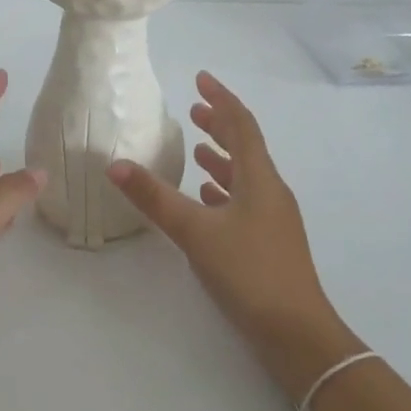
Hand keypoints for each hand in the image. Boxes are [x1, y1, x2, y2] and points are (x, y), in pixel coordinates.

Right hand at [108, 72, 362, 401]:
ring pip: (245, 175)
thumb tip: (115, 165)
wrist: (296, 332)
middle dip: (220, 125)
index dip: (221, 99)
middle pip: (246, 147)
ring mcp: (274, 218)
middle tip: (195, 110)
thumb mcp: (196, 232)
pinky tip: (207, 199)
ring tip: (197, 149)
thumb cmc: (249, 272)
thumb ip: (155, 198)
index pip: (242, 125)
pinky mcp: (269, 242)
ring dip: (222, 158)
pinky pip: (245, 202)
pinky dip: (224, 190)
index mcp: (260, 179)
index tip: (201, 78)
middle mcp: (271, 191)